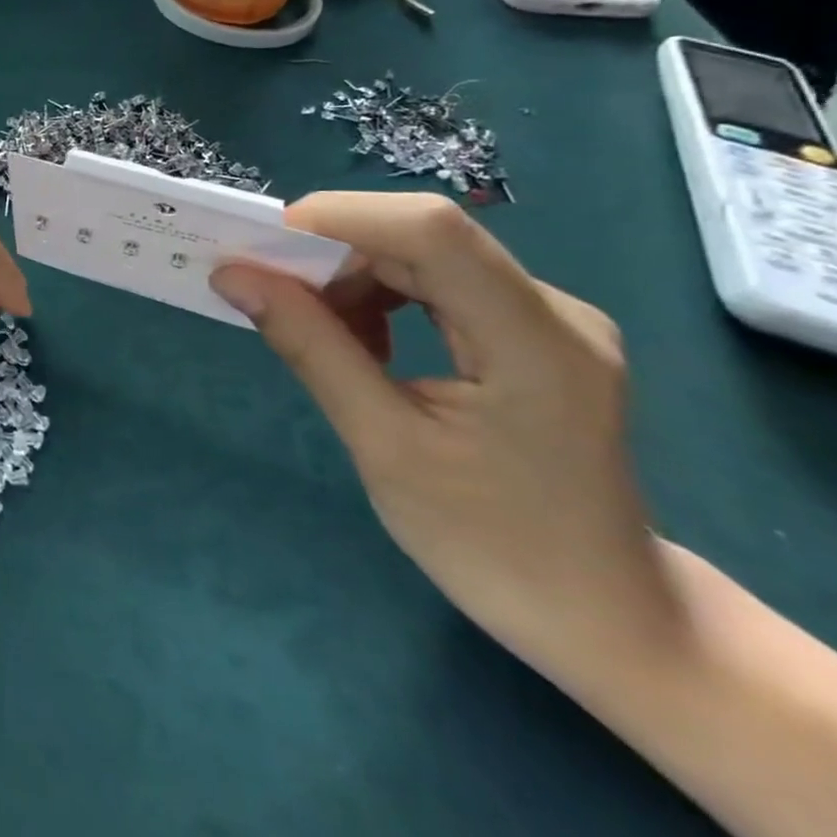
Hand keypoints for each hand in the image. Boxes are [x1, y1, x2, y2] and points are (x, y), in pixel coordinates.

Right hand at [211, 193, 684, 681]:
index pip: (433, 230)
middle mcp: (552, 311)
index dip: (341, 217)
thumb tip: (233, 275)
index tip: (262, 244)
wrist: (604, 618)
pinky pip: (440, 284)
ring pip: (426, 256)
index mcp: (534, 342)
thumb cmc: (492, 546)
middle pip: (424, 238)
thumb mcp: (383, 446)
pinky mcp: (533, 334)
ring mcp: (549, 319)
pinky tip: (364, 343)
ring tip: (315, 329)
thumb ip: (310, 347)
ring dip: (354, 278)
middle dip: (333, 252)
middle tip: (267, 288)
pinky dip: (382, 297)